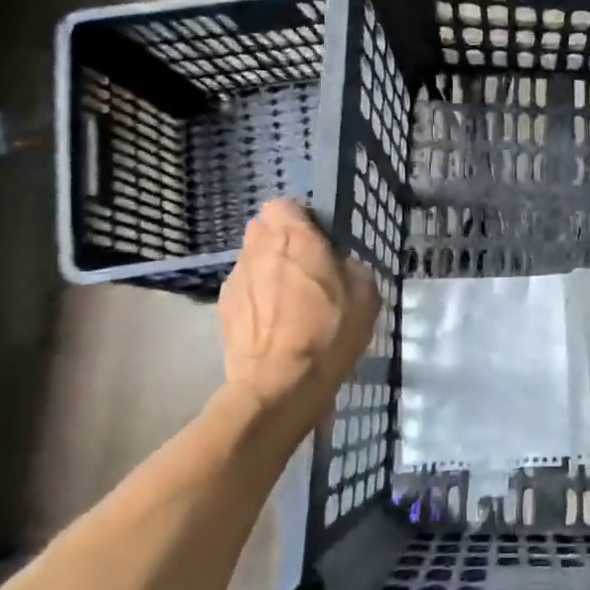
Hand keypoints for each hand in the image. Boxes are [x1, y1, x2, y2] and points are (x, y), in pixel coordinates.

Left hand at [217, 199, 379, 423]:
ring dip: (270, 270)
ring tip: (291, 300)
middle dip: (283, 242)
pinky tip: (276, 323)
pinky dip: (258, 297)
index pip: (286, 205)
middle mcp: (259, 248)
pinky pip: (245, 289)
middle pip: (265, 230)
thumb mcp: (366, 294)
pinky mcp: (224, 307)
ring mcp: (236, 278)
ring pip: (253, 259)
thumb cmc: (329, 332)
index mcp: (295, 237)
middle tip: (309, 267)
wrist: (280, 384)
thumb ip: (350, 265)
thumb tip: (339, 264)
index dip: (303, 219)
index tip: (321, 240)